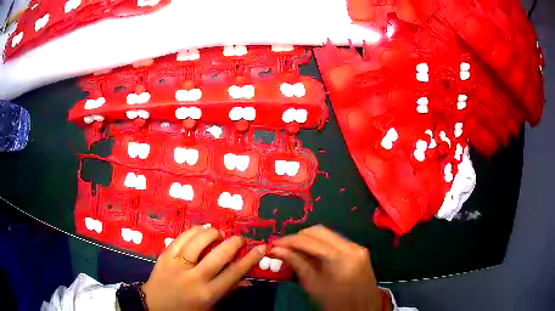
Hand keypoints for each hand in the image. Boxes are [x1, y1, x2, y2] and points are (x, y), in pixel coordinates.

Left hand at [142, 226, 266, 310]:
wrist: (154, 306)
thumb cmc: (185, 309)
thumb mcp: (210, 305)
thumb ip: (228, 291)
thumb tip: (247, 280)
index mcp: (207, 293)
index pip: (233, 274)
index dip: (249, 259)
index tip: (260, 248)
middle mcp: (194, 278)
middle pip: (218, 256)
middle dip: (233, 243)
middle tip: (239, 238)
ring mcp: (177, 265)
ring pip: (197, 243)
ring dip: (212, 233)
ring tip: (219, 232)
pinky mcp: (165, 256)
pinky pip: (180, 239)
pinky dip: (193, 231)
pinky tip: (202, 228)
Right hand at [272, 225, 390, 310]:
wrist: (362, 309)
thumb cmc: (335, 302)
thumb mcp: (312, 284)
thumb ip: (296, 263)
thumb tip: (277, 249)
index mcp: (339, 257)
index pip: (309, 240)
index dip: (289, 240)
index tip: (274, 244)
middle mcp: (350, 246)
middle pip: (319, 231)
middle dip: (299, 237)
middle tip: (284, 246)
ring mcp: (357, 247)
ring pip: (328, 234)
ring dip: (310, 239)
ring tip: (296, 249)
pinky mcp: (359, 250)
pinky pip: (337, 241)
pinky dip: (322, 244)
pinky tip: (313, 253)